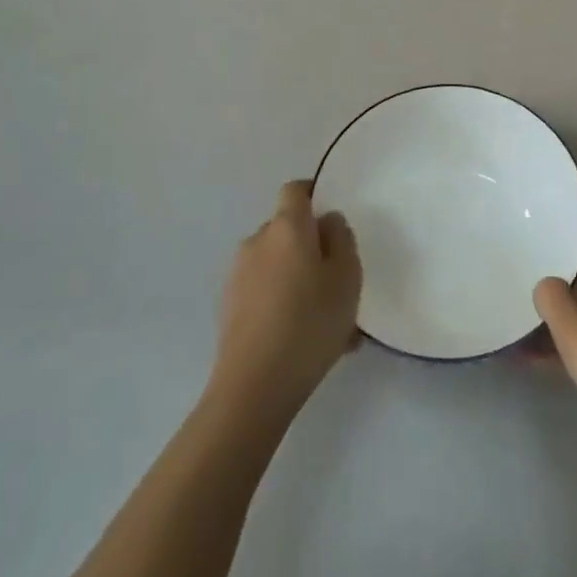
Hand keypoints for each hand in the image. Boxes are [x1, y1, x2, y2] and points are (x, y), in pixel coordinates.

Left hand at [209, 181, 361, 419]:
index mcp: (286, 227)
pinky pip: (265, 292)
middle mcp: (257, 241)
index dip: (314, 195)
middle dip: (311, 247)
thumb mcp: (347, 277)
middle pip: (288, 230)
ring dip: (299, 279)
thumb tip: (327, 222)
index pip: (295, 190)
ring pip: (278, 265)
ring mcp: (238, 275)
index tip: (333, 219)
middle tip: (338, 281)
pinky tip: (304, 339)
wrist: (255, 386)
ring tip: (326, 320)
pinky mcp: (229, 307)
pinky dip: (283, 303)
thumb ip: (341, 239)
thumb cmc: (310, 322)